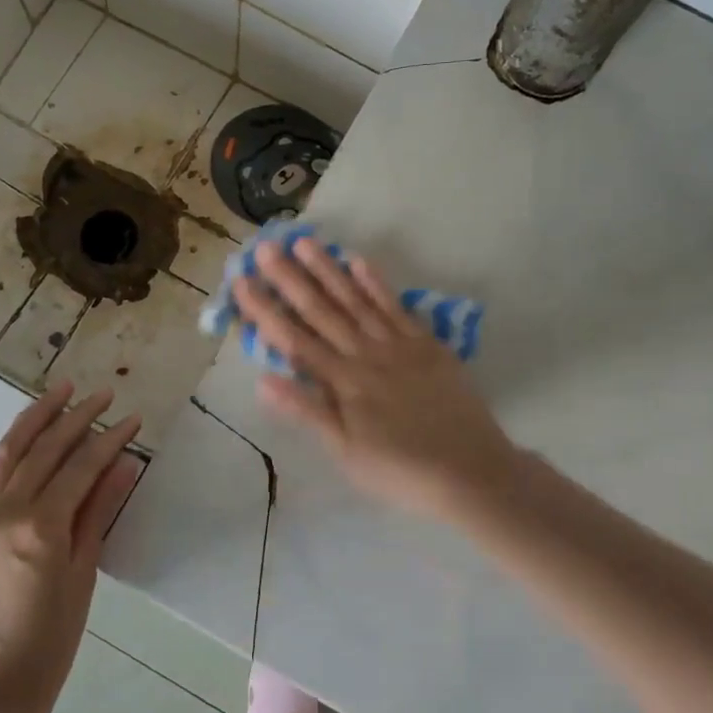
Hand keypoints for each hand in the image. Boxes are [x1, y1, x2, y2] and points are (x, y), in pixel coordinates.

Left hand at [0, 383, 142, 712]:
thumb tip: (124, 464)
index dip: (110, 438)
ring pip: (11, 450)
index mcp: (41, 525)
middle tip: (104, 394)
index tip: (133, 418)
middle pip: (46, 449)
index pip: (81, 465)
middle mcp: (7, 509)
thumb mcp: (83, 574)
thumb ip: (99, 512)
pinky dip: (10, 445)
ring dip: (37, 417)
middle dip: (77, 416)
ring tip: (60, 390)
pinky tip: (25, 434)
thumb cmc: (51, 640)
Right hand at [236, 239, 519, 518]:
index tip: (241, 282)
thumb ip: (307, 411)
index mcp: (342, 382)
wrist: (470, 470)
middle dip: (290, 279)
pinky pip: (396, 306)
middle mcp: (365, 354)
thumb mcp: (346, 451)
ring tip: (304, 242)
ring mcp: (398, 344)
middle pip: (321, 311)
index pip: (294, 340)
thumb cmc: (400, 470)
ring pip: (356, 301)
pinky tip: (357, 261)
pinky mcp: (426, 343)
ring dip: (328, 271)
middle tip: (264, 248)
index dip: (265, 310)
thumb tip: (262, 379)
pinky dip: (376, 283)